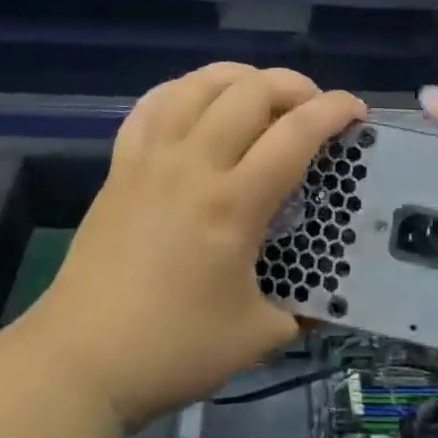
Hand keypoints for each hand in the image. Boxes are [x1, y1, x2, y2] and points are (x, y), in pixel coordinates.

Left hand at [27, 63, 364, 430]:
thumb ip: (302, 310)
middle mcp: (194, 164)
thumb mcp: (257, 338)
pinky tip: (197, 101)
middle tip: (312, 107)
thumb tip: (328, 299)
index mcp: (233, 203)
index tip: (356, 111)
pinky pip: (151, 105)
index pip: (295, 134)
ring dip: (239, 76)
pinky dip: (182, 90)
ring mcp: (152, 158)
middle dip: (293, 85)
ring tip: (259, 94)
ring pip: (198, 84)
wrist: (81, 361)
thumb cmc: (172, 349)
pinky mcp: (121, 165)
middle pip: (250, 91)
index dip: (333, 111)